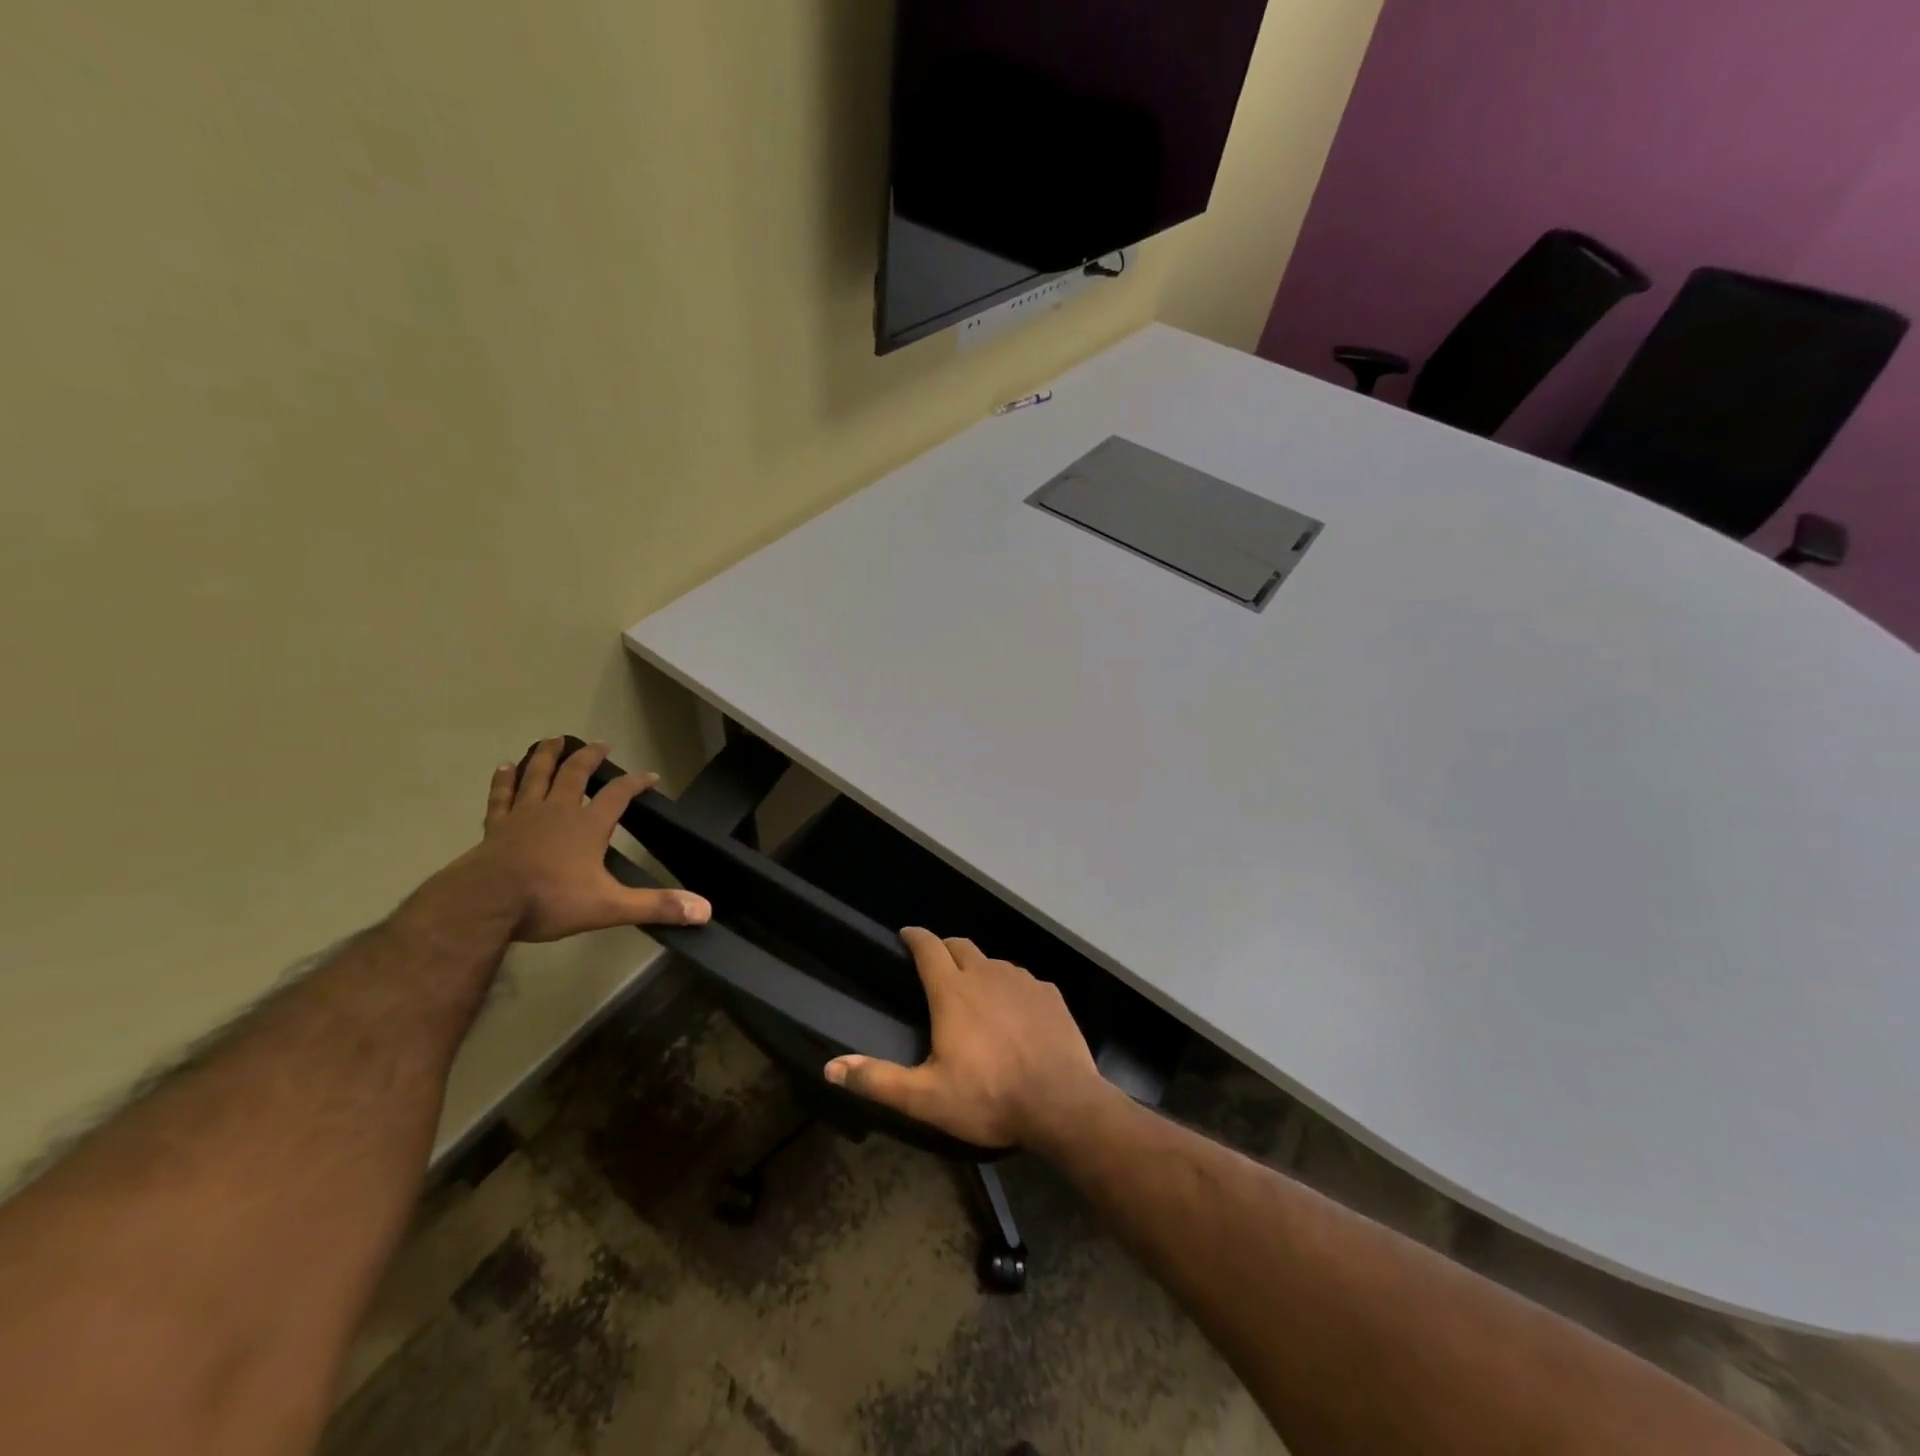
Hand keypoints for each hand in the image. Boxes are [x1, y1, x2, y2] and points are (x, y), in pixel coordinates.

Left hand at [459, 737, 711, 942]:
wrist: (484, 905)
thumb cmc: (549, 901)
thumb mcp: (610, 907)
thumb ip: (656, 906)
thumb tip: (705, 911)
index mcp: (588, 825)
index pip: (619, 795)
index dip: (636, 783)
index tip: (650, 775)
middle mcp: (558, 811)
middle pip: (575, 774)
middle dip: (589, 758)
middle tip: (600, 745)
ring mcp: (523, 815)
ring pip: (537, 775)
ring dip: (546, 756)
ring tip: (553, 740)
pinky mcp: (495, 827)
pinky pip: (501, 796)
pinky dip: (504, 780)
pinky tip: (504, 767)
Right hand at [824, 928, 1113, 1151]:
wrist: (1061, 1103)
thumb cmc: (988, 1098)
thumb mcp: (925, 1098)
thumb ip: (878, 1080)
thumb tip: (831, 1067)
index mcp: (953, 992)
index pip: (928, 947)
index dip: (915, 937)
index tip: (905, 934)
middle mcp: (987, 974)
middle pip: (961, 946)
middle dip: (945, 949)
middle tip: (936, 965)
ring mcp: (1022, 981)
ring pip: (993, 962)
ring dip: (979, 969)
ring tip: (975, 993)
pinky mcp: (1049, 994)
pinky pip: (1023, 980)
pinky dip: (1011, 988)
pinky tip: (1014, 1013)